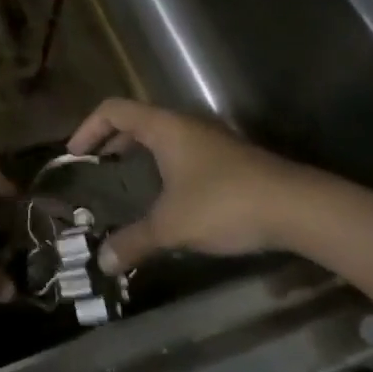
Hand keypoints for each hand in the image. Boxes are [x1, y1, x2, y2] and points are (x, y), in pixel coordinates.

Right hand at [66, 99, 310, 271]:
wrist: (298, 208)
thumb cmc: (224, 204)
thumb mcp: (172, 226)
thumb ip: (134, 241)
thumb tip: (102, 262)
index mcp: (163, 126)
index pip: (113, 109)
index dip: (88, 128)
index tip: (75, 155)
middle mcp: (184, 124)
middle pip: (137, 119)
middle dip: (112, 141)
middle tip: (97, 167)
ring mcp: (210, 139)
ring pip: (162, 136)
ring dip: (140, 153)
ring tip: (127, 181)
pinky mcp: (229, 159)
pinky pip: (182, 151)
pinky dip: (163, 165)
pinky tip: (168, 196)